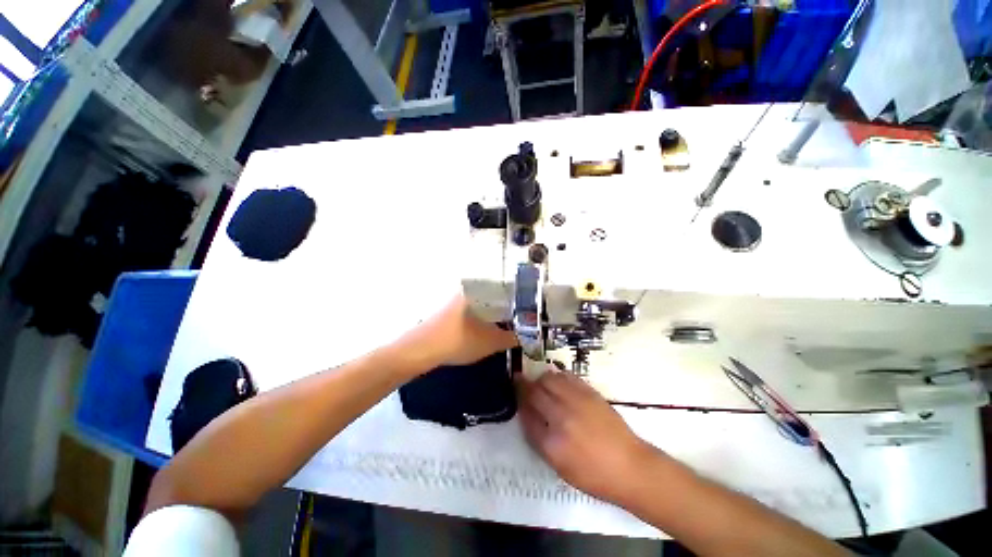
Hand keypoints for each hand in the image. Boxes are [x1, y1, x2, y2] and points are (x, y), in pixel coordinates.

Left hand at [397, 294, 517, 369]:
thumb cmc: (459, 341)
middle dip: (511, 306)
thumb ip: (512, 338)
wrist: (421, 350)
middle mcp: (468, 291)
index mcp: (479, 292)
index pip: (506, 287)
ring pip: (485, 302)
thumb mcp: (491, 342)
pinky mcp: (451, 311)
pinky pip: (475, 309)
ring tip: (511, 322)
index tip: (532, 306)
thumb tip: (529, 336)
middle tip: (524, 316)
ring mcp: (458, 300)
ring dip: (498, 312)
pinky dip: (486, 316)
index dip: (521, 296)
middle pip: (496, 294)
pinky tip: (490, 327)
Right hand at [518, 371, 660, 505]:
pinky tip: (558, 382)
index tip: (514, 394)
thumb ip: (539, 439)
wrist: (630, 466)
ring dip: (540, 379)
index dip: (518, 401)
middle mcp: (561, 417)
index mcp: (552, 442)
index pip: (526, 413)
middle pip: (534, 391)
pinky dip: (557, 376)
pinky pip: (567, 376)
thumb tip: (527, 415)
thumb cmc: (594, 474)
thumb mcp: (560, 467)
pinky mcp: (589, 392)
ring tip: (541, 384)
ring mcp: (576, 401)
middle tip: (521, 383)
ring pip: (549, 378)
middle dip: (524, 385)